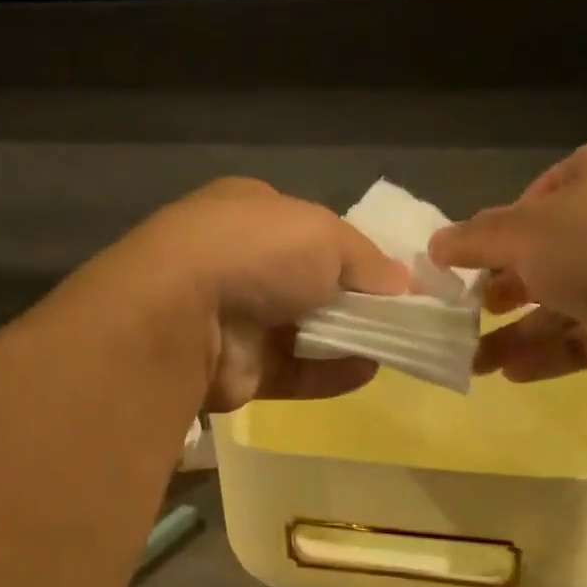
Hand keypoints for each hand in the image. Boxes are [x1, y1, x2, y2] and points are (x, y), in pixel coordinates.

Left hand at [112, 178, 409, 411]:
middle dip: (353, 299)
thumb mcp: (326, 235)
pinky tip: (367, 371)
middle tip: (401, 315)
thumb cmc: (257, 252)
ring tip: (394, 345)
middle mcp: (240, 263)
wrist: (183, 316)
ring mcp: (235, 319)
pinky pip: (294, 372)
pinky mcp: (237, 370)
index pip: (311, 230)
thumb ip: (368, 260)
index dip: (354, 252)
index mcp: (251, 213)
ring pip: (303, 331)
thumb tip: (403, 283)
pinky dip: (330, 373)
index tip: (395, 276)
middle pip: (309, 283)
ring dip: (347, 338)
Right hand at [429, 143, 586, 385]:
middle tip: (462, 319)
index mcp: (585, 181)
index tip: (454, 273)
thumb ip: (476, 239)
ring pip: (557, 304)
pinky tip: (511, 375)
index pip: (522, 207)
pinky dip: (549, 354)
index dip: (486, 240)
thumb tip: (435, 244)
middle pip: (538, 259)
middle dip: (497, 293)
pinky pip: (583, 337)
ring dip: (515, 333)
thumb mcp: (527, 233)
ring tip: (474, 364)